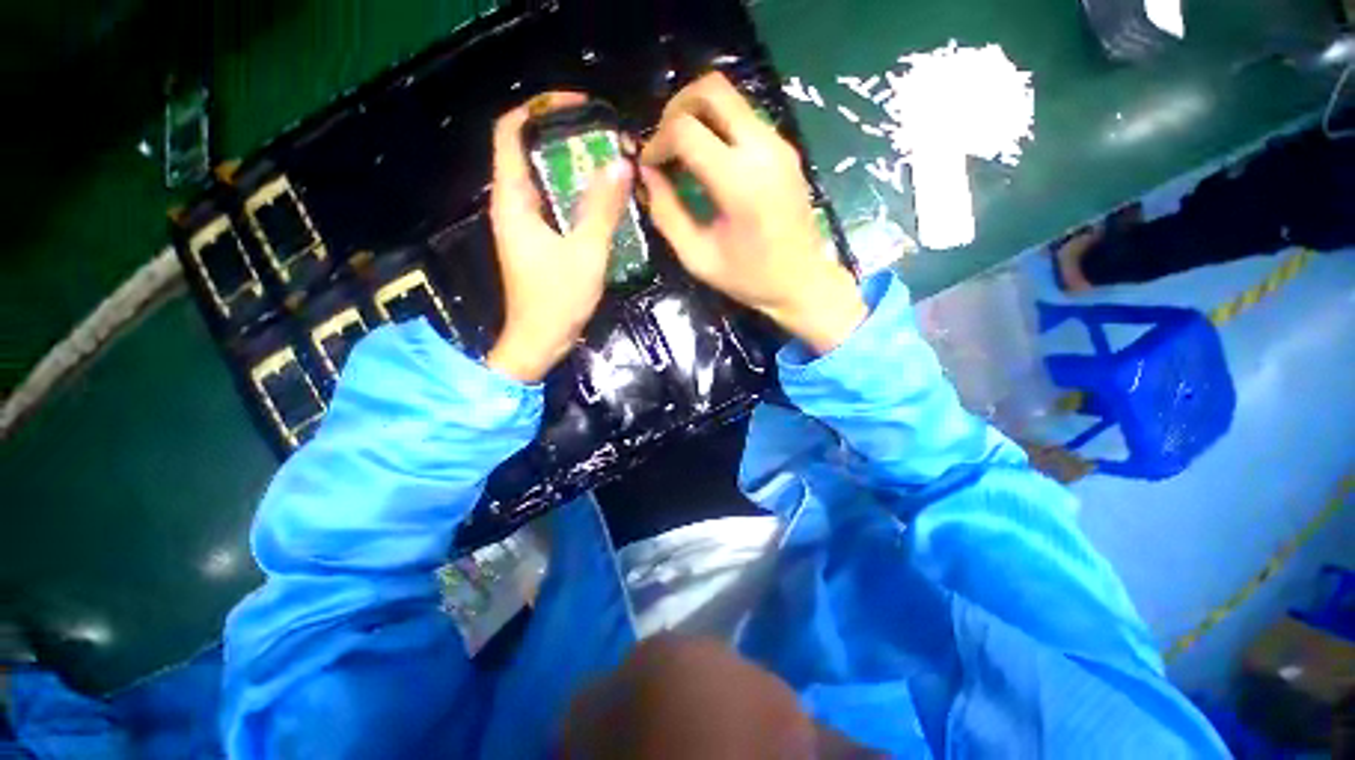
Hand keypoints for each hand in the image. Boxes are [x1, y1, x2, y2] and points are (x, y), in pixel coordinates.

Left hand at [486, 92, 633, 382]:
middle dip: (566, 137)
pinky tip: (603, 197)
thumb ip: (602, 208)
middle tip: (606, 137)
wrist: (540, 341)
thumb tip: (620, 163)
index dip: (540, 109)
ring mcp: (525, 222)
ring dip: (574, 166)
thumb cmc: (557, 299)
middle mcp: (513, 203)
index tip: (579, 108)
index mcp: (513, 199)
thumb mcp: (586, 253)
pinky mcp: (538, 239)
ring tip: (610, 162)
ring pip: (545, 177)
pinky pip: (555, 202)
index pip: (512, 131)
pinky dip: (577, 192)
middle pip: (531, 150)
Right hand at [639, 73, 865, 354]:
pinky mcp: (785, 149)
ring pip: (730, 98)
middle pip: (711, 89)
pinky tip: (708, 159)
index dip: (657, 141)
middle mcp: (762, 149)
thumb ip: (666, 213)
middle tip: (664, 143)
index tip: (649, 166)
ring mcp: (779, 145)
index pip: (685, 129)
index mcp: (739, 182)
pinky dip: (718, 126)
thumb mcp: (697, 256)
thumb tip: (646, 174)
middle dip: (676, 108)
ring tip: (682, 153)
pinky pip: (744, 118)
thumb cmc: (749, 278)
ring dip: (697, 115)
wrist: (803, 282)